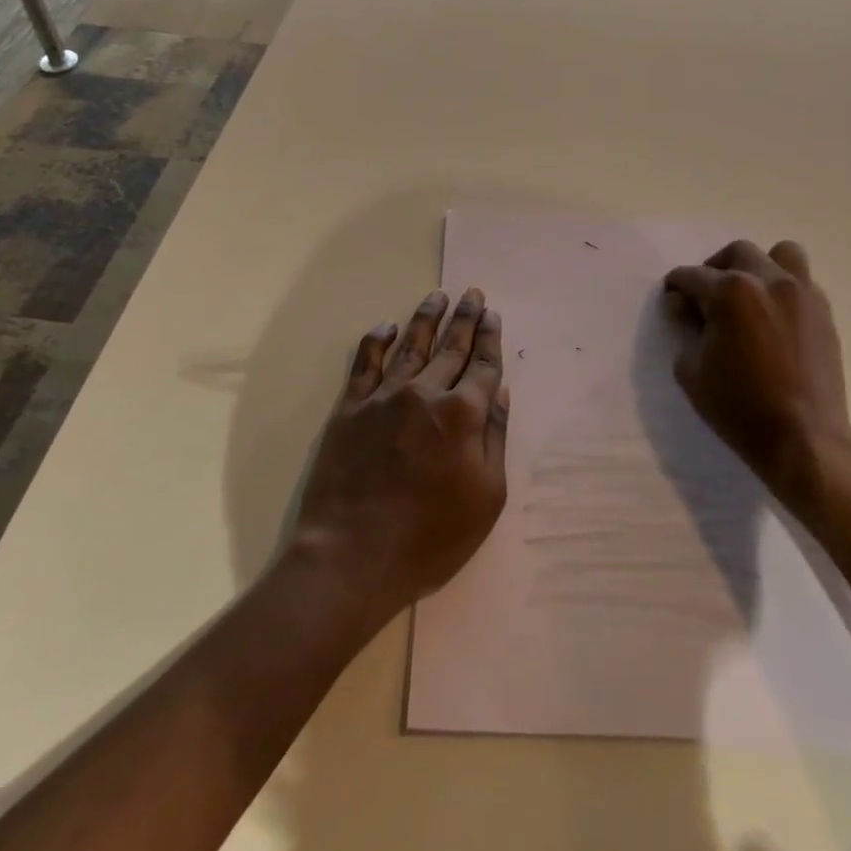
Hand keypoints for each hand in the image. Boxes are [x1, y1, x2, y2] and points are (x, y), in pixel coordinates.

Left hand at [289, 289, 508, 627]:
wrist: (352, 557)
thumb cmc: (430, 538)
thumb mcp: (486, 498)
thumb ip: (495, 440)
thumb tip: (500, 394)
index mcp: (463, 415)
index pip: (482, 366)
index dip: (490, 339)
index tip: (493, 314)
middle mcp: (425, 393)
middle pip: (451, 347)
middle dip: (465, 318)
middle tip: (473, 294)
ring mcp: (384, 397)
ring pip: (411, 346)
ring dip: (426, 318)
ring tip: (438, 296)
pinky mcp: (350, 408)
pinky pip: (365, 363)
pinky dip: (376, 341)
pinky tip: (385, 326)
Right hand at [663, 240, 850, 529]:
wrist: (804, 439)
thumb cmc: (739, 407)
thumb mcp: (691, 371)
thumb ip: (686, 330)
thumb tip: (688, 309)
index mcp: (730, 293)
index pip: (692, 275)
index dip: (676, 287)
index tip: (673, 301)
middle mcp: (767, 280)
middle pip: (736, 252)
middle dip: (715, 268)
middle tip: (707, 296)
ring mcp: (801, 293)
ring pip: (780, 254)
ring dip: (758, 266)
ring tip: (748, 294)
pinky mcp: (823, 312)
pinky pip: (801, 281)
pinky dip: (783, 288)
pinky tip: (773, 316)